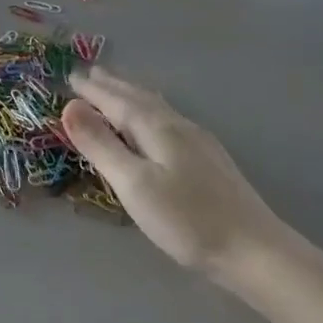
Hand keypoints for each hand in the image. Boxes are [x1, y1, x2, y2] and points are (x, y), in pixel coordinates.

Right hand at [63, 68, 302, 284]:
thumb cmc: (185, 219)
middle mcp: (178, 126)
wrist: (253, 250)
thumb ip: (101, 144)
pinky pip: (169, 120)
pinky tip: (156, 122)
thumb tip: (69, 106)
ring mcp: (198, 142)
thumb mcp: (133, 183)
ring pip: (157, 107)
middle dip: (113, 86)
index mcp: (157, 128)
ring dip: (133, 95)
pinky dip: (150, 111)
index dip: (92, 90)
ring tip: (119, 88)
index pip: (117, 101)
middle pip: (140, 98)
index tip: (70, 76)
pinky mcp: (209, 160)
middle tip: (91, 73)